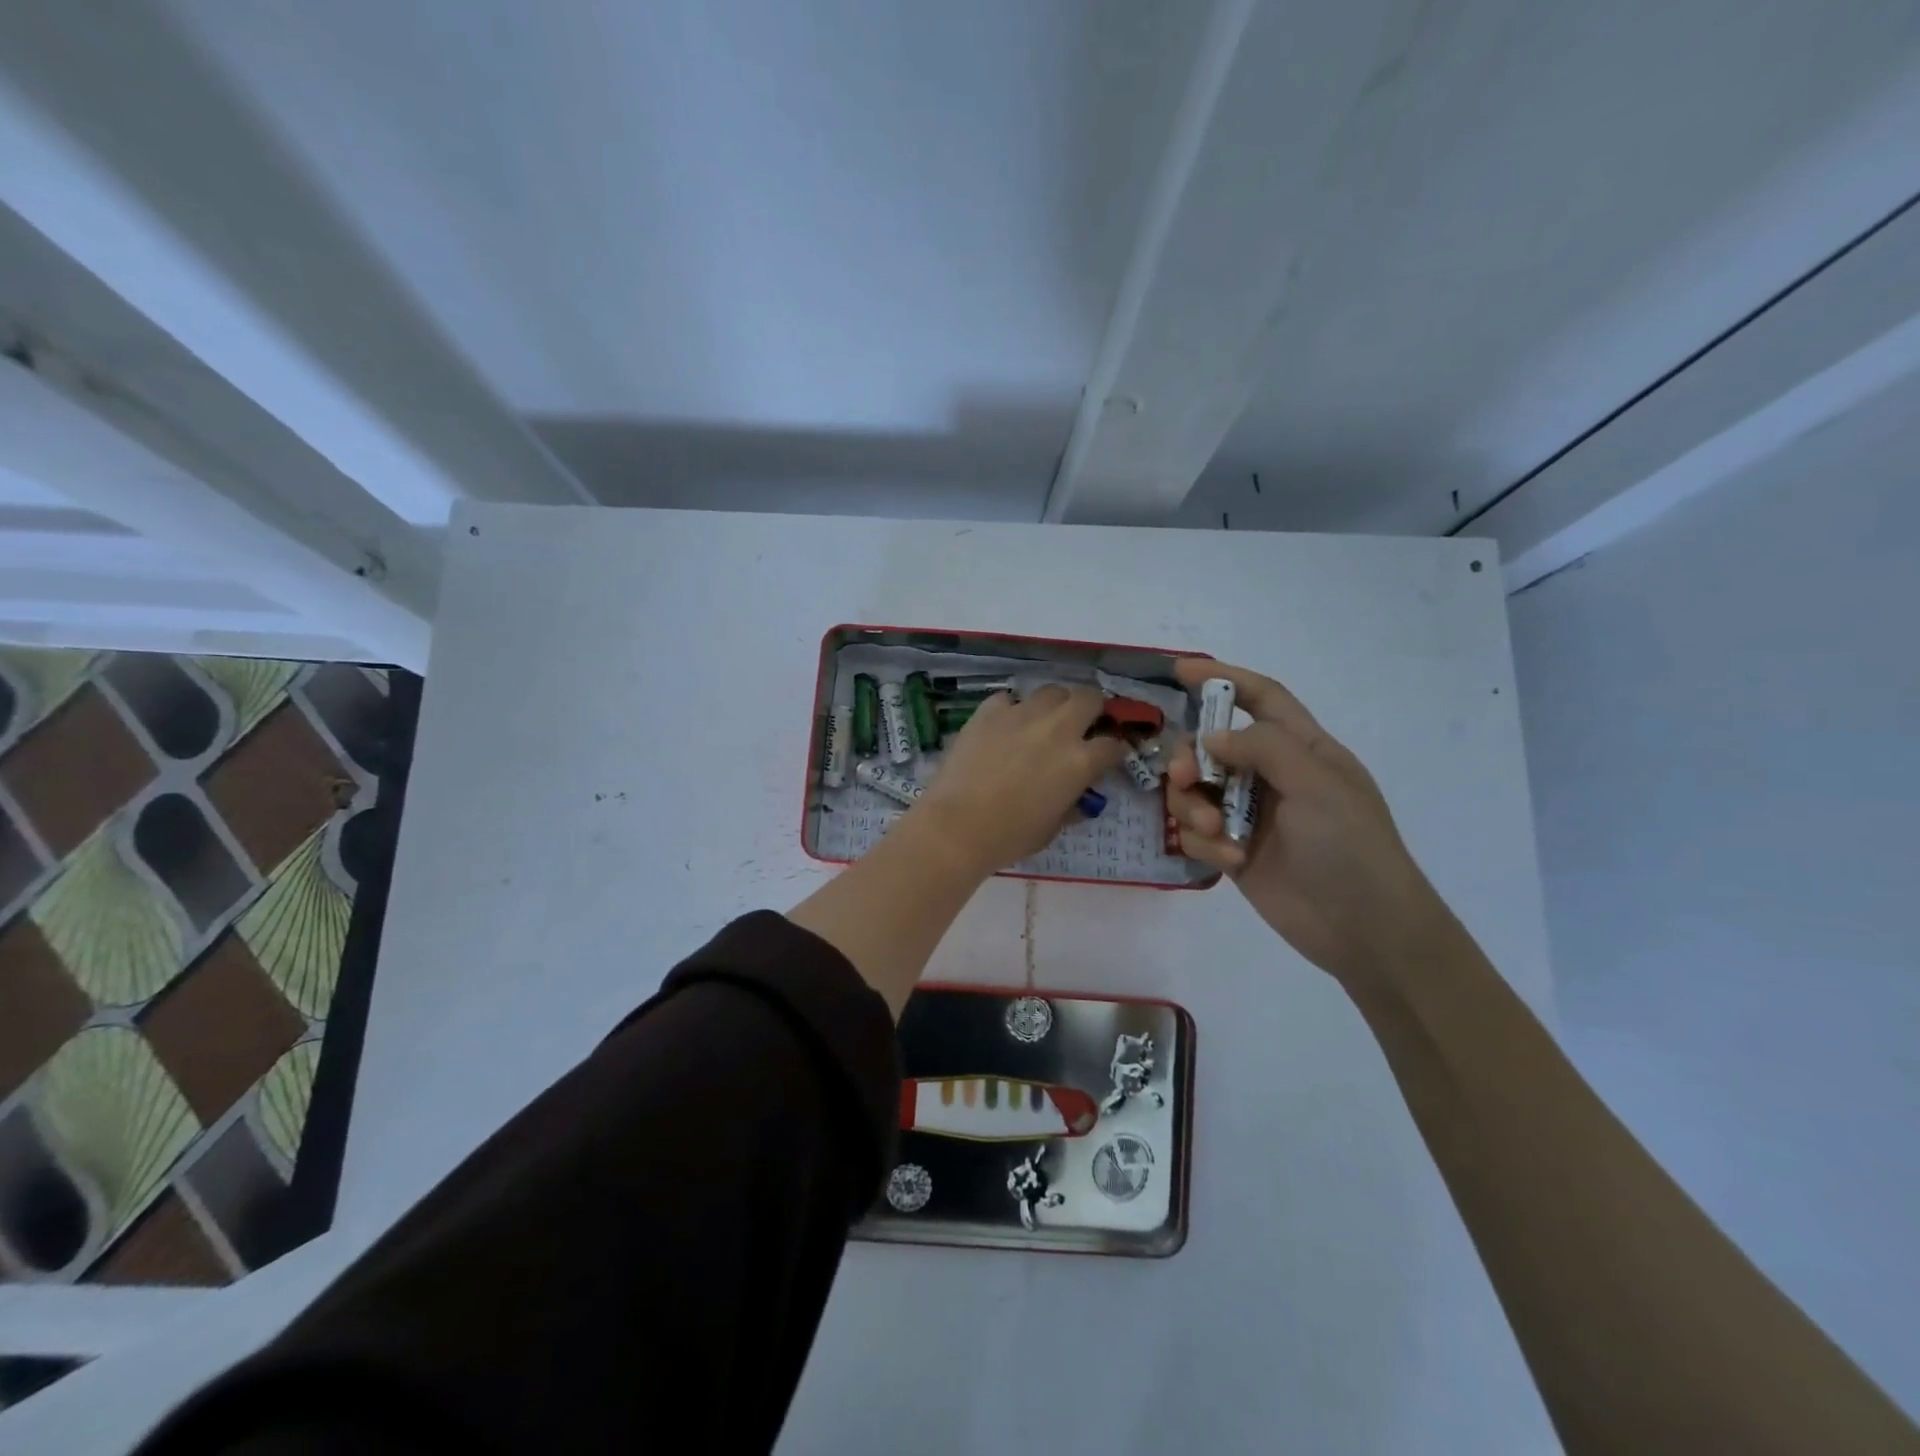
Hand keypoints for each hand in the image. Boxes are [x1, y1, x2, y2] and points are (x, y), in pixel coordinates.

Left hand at [910, 685, 1126, 875]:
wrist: (957, 825)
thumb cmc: (1010, 836)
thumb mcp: (1052, 828)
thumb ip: (1071, 806)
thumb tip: (1078, 799)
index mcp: (1080, 761)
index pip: (1113, 745)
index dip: (1114, 751)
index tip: (1108, 756)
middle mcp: (1058, 729)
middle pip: (1089, 698)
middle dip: (1091, 710)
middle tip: (1080, 726)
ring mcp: (1022, 714)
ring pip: (1051, 692)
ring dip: (1054, 705)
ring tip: (1042, 722)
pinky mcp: (989, 711)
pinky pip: (1009, 699)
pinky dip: (1011, 710)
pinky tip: (1004, 727)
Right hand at [1165, 658, 1452, 986]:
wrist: (1364, 930)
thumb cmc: (1350, 846)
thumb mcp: (1317, 784)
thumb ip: (1263, 747)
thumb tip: (1211, 737)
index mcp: (1303, 749)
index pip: (1261, 699)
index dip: (1224, 678)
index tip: (1180, 669)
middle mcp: (1272, 776)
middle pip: (1211, 747)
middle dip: (1190, 758)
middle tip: (1186, 778)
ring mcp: (1250, 815)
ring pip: (1195, 791)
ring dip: (1193, 808)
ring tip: (1216, 834)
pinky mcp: (1233, 851)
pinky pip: (1196, 832)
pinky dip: (1204, 843)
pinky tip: (1230, 861)